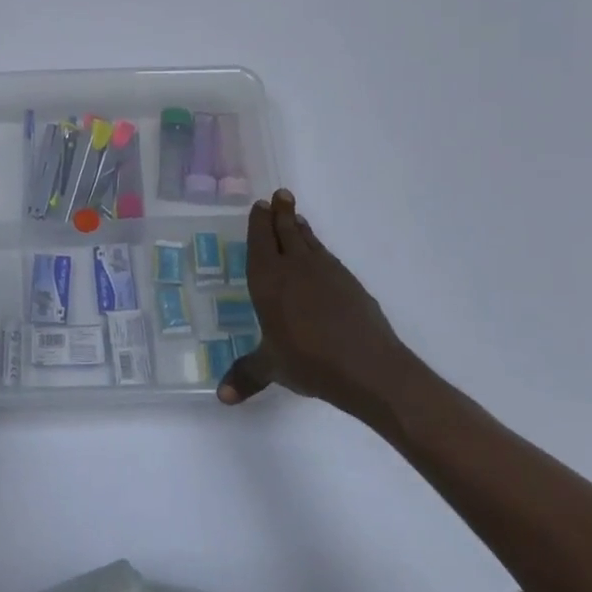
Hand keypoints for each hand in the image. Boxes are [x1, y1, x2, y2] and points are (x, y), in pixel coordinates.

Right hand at [219, 189, 403, 410]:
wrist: (369, 367)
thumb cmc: (310, 362)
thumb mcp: (272, 368)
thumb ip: (247, 375)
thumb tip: (221, 397)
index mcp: (268, 279)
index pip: (260, 241)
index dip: (260, 222)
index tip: (261, 204)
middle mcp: (295, 267)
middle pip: (286, 231)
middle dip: (281, 212)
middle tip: (280, 194)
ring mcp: (326, 272)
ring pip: (309, 240)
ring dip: (301, 227)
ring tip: (296, 216)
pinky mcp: (350, 283)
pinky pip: (327, 256)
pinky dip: (319, 248)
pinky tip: (320, 255)